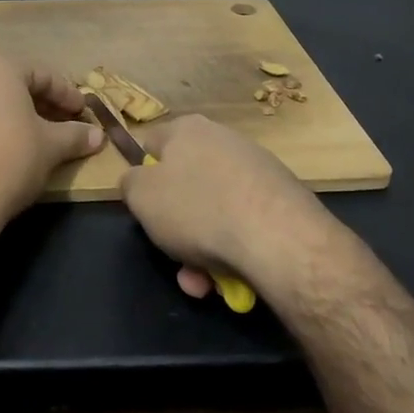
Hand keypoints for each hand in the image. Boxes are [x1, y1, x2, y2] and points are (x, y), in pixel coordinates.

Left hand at [0, 51, 104, 225]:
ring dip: (3, 115)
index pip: (42, 74)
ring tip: (22, 139)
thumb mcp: (51, 148)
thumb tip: (97, 135)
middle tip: (57, 125)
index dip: (67, 95)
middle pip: (8, 84)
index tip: (81, 114)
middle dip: (35, 103)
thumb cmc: (10, 161)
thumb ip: (75, 135)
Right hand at [122, 115, 339, 304]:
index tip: (144, 208)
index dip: (143, 176)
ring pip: (214, 213)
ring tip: (204, 283)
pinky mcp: (283, 200)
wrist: (279, 238)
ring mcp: (257, 170)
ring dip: (202, 250)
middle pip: (186, 186)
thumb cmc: (197, 208)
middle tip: (175, 261)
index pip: (152, 144)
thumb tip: (138, 180)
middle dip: (176, 229)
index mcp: (187, 129)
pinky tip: (233, 279)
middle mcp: (224, 141)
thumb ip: (130, 183)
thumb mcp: (140, 196)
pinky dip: (234, 251)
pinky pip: (244, 225)